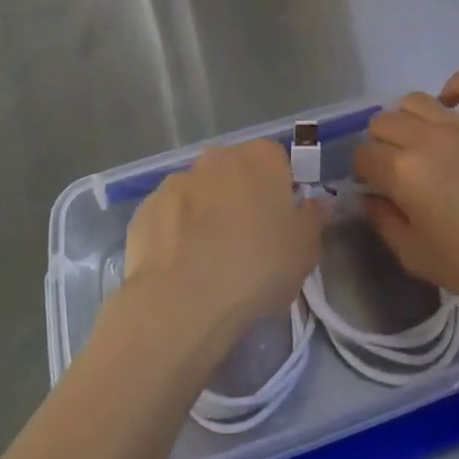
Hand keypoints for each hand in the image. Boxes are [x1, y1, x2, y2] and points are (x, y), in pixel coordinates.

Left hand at [124, 140, 325, 338]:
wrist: (181, 301)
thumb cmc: (256, 270)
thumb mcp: (305, 252)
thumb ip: (312, 219)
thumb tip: (312, 204)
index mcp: (260, 158)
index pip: (277, 161)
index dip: (280, 190)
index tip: (280, 223)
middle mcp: (217, 157)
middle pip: (235, 172)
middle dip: (241, 198)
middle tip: (247, 242)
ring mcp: (177, 180)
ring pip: (200, 193)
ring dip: (206, 214)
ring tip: (209, 261)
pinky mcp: (146, 207)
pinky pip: (170, 216)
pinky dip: (176, 233)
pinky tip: (180, 267)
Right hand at [354, 71, 458, 316]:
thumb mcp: (419, 259)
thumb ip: (385, 224)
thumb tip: (369, 198)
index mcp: (404, 172)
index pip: (364, 155)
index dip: (362, 173)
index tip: (374, 189)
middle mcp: (427, 138)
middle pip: (383, 122)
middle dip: (380, 146)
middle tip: (395, 171)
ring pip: (415, 100)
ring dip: (407, 120)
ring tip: (419, 143)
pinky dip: (456, 86)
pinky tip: (451, 106)